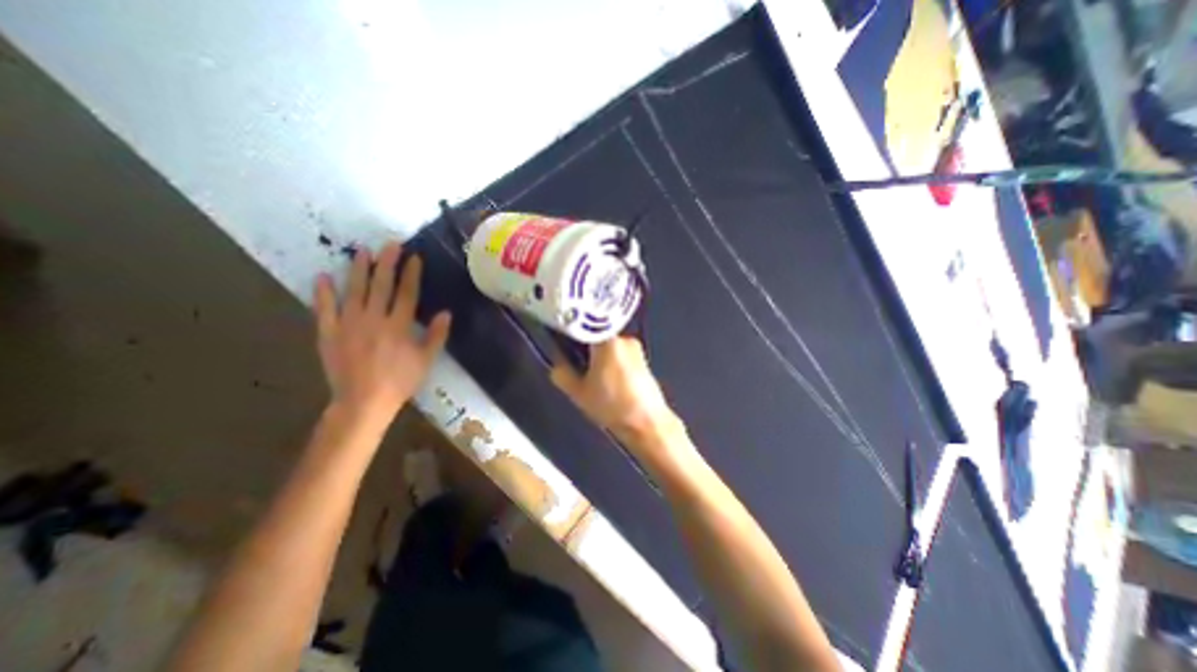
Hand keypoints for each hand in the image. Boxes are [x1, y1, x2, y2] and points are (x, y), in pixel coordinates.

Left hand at [314, 244, 449, 426]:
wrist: (363, 402)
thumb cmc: (400, 381)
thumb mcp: (426, 360)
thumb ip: (437, 335)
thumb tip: (446, 312)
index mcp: (399, 325)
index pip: (407, 293)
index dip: (411, 273)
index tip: (414, 257)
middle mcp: (374, 319)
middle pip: (381, 285)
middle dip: (387, 263)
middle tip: (390, 244)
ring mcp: (349, 324)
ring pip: (354, 291)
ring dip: (358, 269)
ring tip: (361, 251)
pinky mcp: (328, 333)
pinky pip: (324, 309)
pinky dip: (323, 292)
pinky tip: (322, 276)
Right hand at [552, 342, 682, 444]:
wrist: (647, 423)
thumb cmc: (612, 406)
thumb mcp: (578, 393)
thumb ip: (562, 373)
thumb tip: (557, 363)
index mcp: (607, 341)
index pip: (583, 327)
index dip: (570, 335)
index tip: (562, 345)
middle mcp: (623, 338)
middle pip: (596, 336)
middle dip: (585, 349)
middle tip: (577, 367)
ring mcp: (636, 348)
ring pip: (608, 346)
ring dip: (598, 356)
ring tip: (594, 378)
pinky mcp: (643, 359)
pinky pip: (620, 353)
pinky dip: (611, 361)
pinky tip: (609, 381)